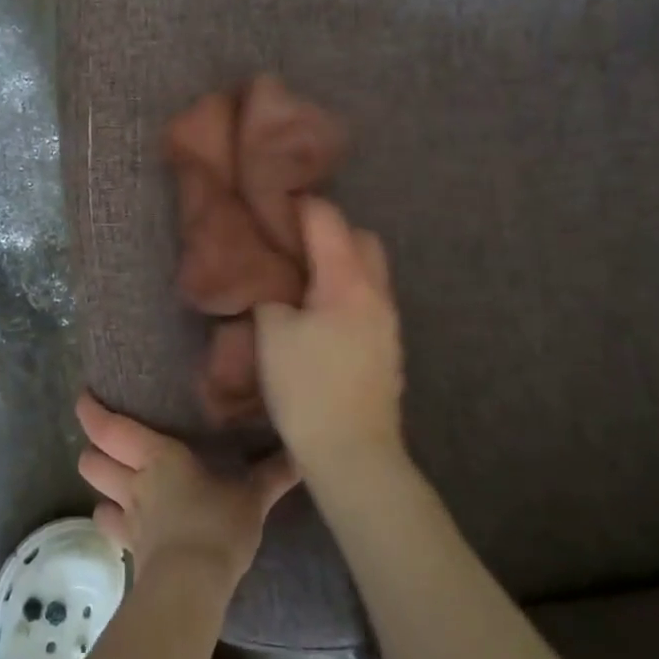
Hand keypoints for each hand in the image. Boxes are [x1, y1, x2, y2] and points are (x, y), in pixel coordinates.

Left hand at [76, 393, 297, 588]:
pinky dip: (114, 520)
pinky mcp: (130, 548)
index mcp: (157, 456)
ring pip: (96, 493)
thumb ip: (272, 474)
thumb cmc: (217, 526)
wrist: (191, 587)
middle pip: (91, 460)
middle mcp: (134, 481)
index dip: (91, 411)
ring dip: (101, 484)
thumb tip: (301, 454)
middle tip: (107, 441)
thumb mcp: (251, 497)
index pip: (110, 428)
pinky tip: (128, 520)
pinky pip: (112, 527)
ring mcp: (128, 517)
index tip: (84, 397)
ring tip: (117, 479)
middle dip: (93, 449)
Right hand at [253, 197, 404, 475]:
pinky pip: (369, 300)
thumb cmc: (307, 388)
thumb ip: (270, 296)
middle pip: (361, 239)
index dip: (300, 205)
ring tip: (302, 281)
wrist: (354, 453)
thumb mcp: (271, 335)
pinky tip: (320, 316)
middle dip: (330, 232)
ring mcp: (388, 322)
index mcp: (348, 281)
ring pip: (369, 272)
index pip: (328, 220)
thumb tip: (271, 283)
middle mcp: (376, 293)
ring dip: (340, 265)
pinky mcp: (388, 348)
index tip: (274, 205)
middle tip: (292, 246)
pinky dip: (347, 292)